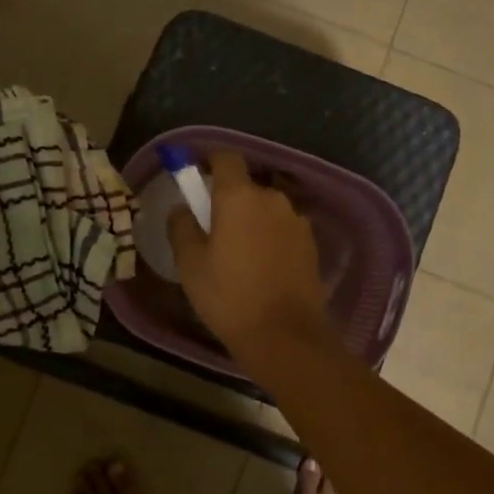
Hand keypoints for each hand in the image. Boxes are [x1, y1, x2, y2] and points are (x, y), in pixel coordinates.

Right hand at [168, 151, 329, 356]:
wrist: (284, 335)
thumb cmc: (229, 296)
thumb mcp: (190, 264)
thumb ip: (182, 227)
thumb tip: (182, 208)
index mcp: (239, 196)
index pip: (226, 157)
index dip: (210, 163)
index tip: (197, 180)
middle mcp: (272, 199)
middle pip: (246, 187)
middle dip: (229, 201)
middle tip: (213, 231)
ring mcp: (296, 220)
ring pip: (266, 210)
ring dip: (251, 221)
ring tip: (239, 255)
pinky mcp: (311, 243)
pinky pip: (282, 230)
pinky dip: (270, 239)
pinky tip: (262, 268)